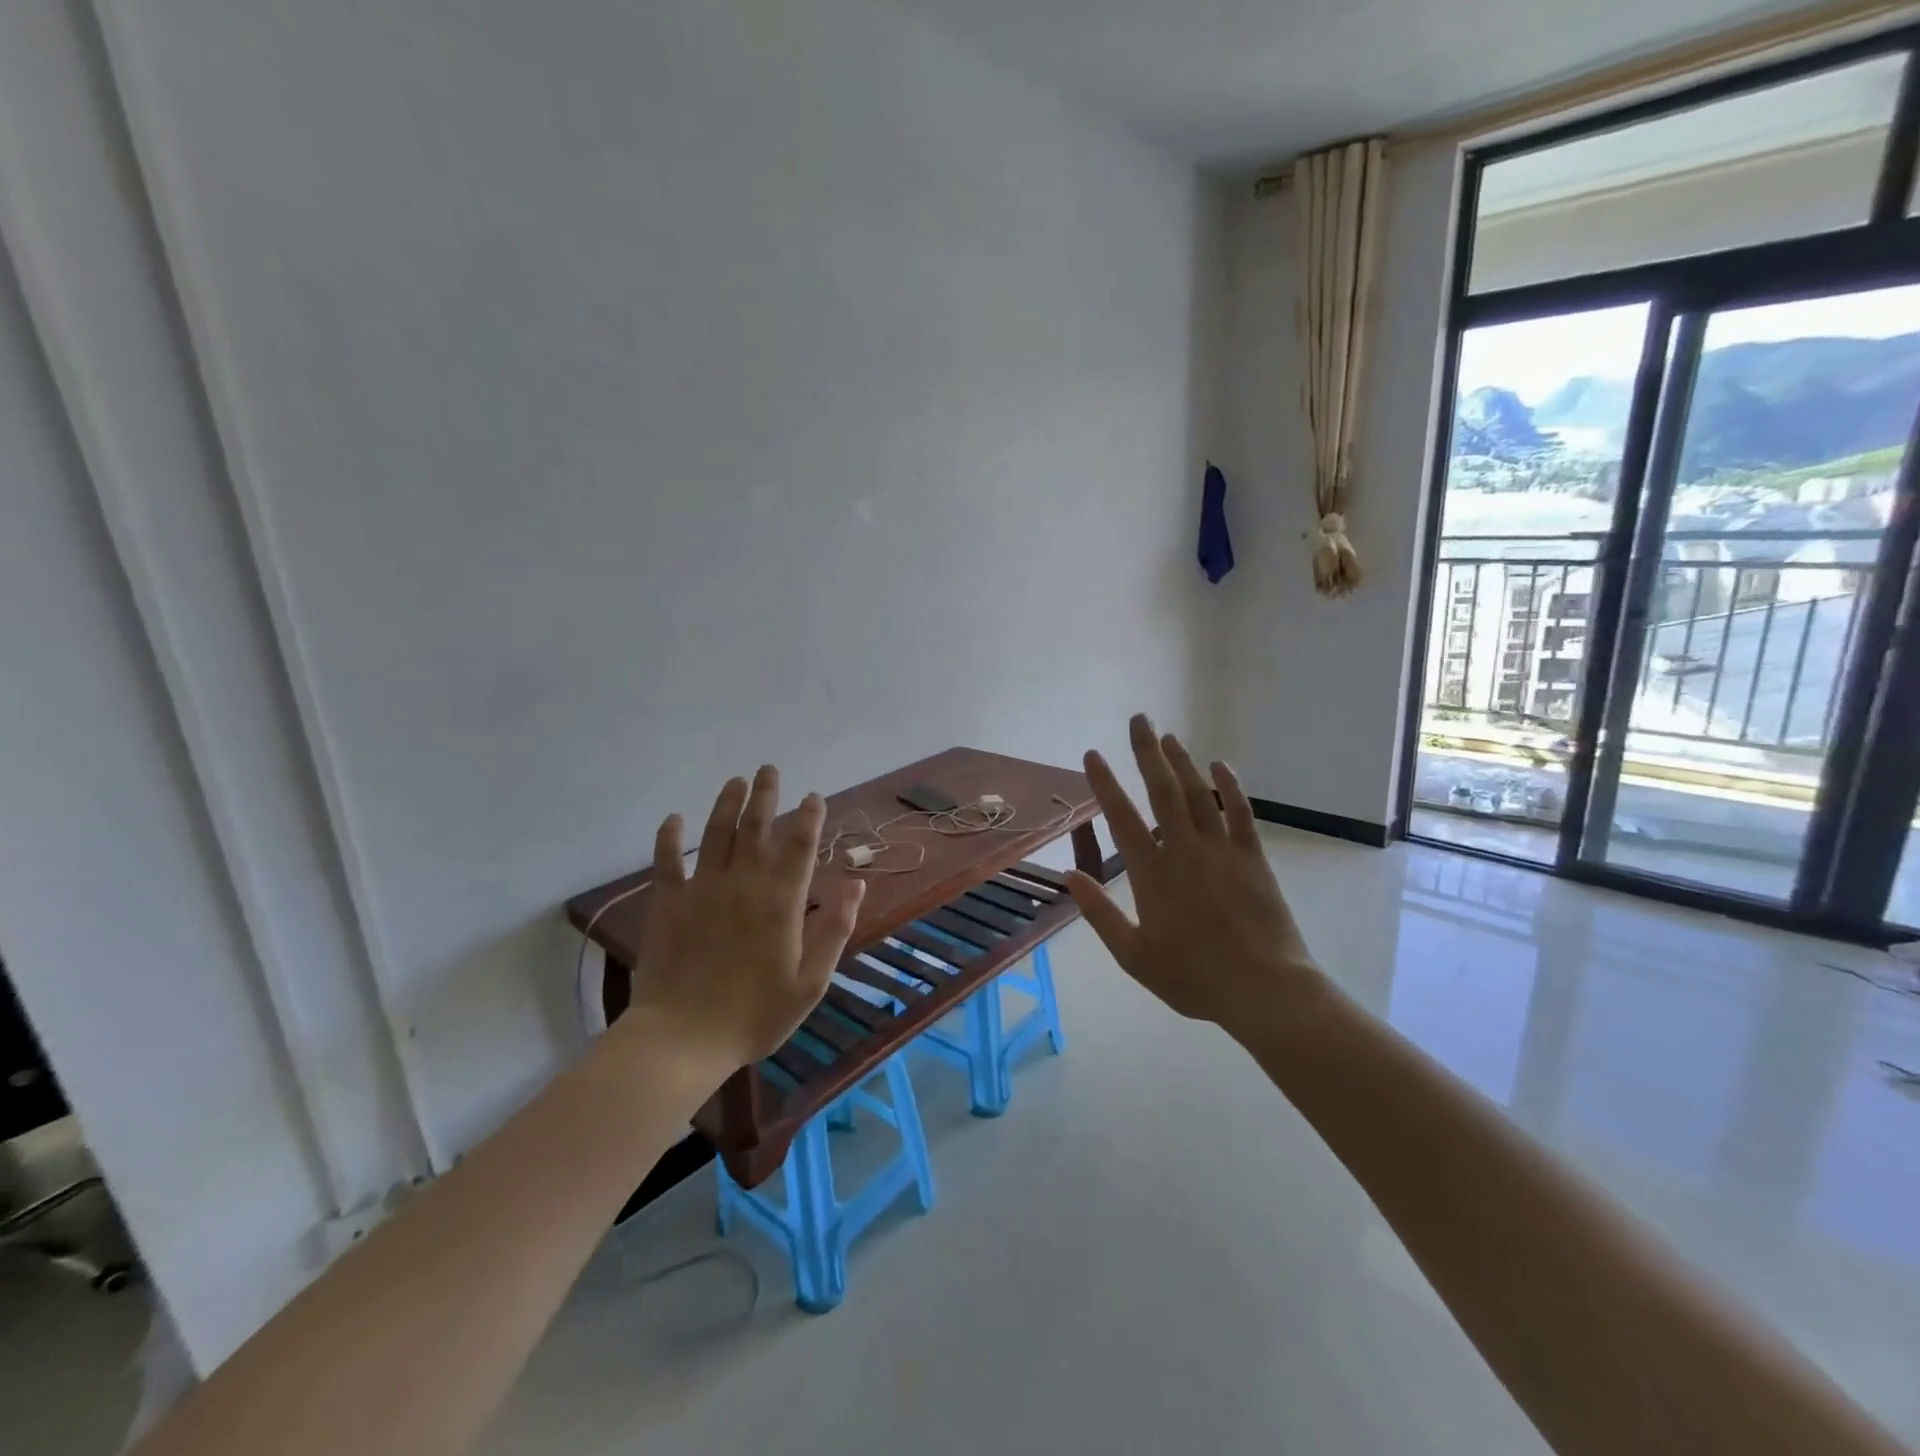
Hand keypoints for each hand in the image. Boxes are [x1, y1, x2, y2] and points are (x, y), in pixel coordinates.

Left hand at [627, 766, 863, 1070]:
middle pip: (757, 827)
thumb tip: (856, 883)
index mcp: (781, 901)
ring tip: (735, 781)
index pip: (799, 846)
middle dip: (766, 795)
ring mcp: (703, 890)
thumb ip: (836, 928)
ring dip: (726, 804)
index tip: (814, 796)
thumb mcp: (811, 982)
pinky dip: (669, 837)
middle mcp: (744, 883)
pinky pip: (667, 861)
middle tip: (768, 769)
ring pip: (716, 833)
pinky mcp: (668, 903)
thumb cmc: (755, 1015)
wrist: (683, 1039)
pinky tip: (673, 819)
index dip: (809, 817)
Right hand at [1066, 715, 1325, 1033]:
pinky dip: (1229, 786)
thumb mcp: (1133, 956)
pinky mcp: (1252, 856)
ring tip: (1168, 735)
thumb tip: (1068, 876)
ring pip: (1197, 793)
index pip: (1122, 817)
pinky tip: (1221, 765)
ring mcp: (1221, 849)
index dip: (1105, 783)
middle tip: (1138, 719)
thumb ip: (1099, 914)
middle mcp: (1184, 850)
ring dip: (1182, 761)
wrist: (1263, 989)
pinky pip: (1240, 812)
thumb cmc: (1193, 977)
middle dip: (1147, 752)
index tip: (1093, 754)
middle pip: (1162, 790)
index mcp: (1152, 873)